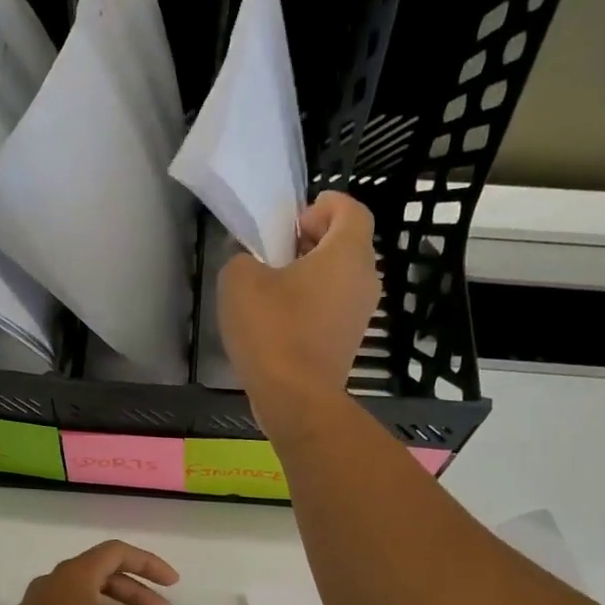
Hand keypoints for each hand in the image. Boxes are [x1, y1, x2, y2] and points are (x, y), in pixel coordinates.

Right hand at [219, 191, 379, 440]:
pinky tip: (280, 321)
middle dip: (315, 241)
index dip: (323, 206)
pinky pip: (333, 308)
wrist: (295, 398)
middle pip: (347, 245)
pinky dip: (313, 305)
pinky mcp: (348, 343)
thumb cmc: (272, 331)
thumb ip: (244, 259)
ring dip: (312, 276)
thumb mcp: (239, 281)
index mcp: (347, 253)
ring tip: (274, 288)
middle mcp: (365, 279)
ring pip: (340, 279)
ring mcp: (360, 315)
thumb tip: (252, 265)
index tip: (293, 222)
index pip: (350, 210)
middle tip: (279, 251)